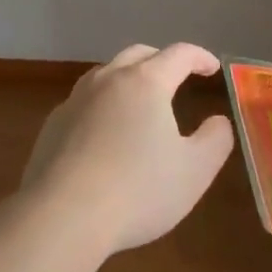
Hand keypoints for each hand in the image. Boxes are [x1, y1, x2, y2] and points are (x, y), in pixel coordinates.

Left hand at [20, 43, 235, 256]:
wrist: (62, 217)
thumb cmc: (138, 190)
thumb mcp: (195, 170)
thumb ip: (215, 139)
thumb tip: (218, 121)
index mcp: (146, 82)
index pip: (179, 54)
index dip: (200, 57)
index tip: (213, 69)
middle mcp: (108, 80)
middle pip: (139, 55)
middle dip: (162, 60)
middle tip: (178, 77)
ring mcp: (75, 100)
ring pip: (106, 74)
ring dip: (128, 78)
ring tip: (140, 101)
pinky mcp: (53, 125)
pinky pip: (84, 102)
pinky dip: (103, 105)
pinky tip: (105, 133)